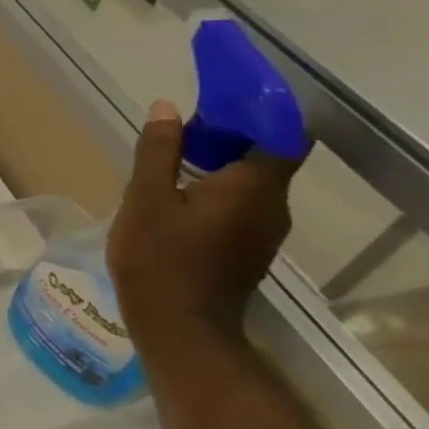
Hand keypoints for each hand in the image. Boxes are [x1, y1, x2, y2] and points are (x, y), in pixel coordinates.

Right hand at [107, 100, 304, 341]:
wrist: (178, 326)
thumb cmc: (159, 257)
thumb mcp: (146, 198)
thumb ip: (159, 151)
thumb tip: (169, 107)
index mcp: (254, 187)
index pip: (282, 136)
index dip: (258, 113)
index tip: (219, 102)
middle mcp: (273, 206)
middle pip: (267, 157)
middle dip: (230, 135)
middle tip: (181, 129)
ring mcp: (265, 231)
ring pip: (253, 183)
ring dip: (221, 164)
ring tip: (173, 160)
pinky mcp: (249, 248)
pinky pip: (243, 204)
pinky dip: (218, 189)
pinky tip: (178, 196)